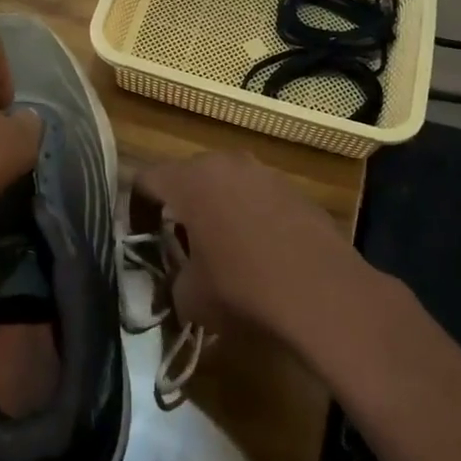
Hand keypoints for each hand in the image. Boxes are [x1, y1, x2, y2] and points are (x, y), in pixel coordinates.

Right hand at [133, 152, 359, 344]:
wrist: (325, 294)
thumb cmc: (243, 289)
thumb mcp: (190, 297)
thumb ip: (172, 279)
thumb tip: (180, 278)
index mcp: (190, 181)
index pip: (146, 179)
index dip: (136, 208)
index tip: (140, 238)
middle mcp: (225, 163)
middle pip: (188, 177)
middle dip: (179, 207)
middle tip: (180, 245)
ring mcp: (264, 173)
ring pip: (226, 184)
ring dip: (217, 209)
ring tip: (222, 249)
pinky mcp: (295, 190)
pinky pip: (258, 197)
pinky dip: (250, 217)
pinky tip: (261, 254)